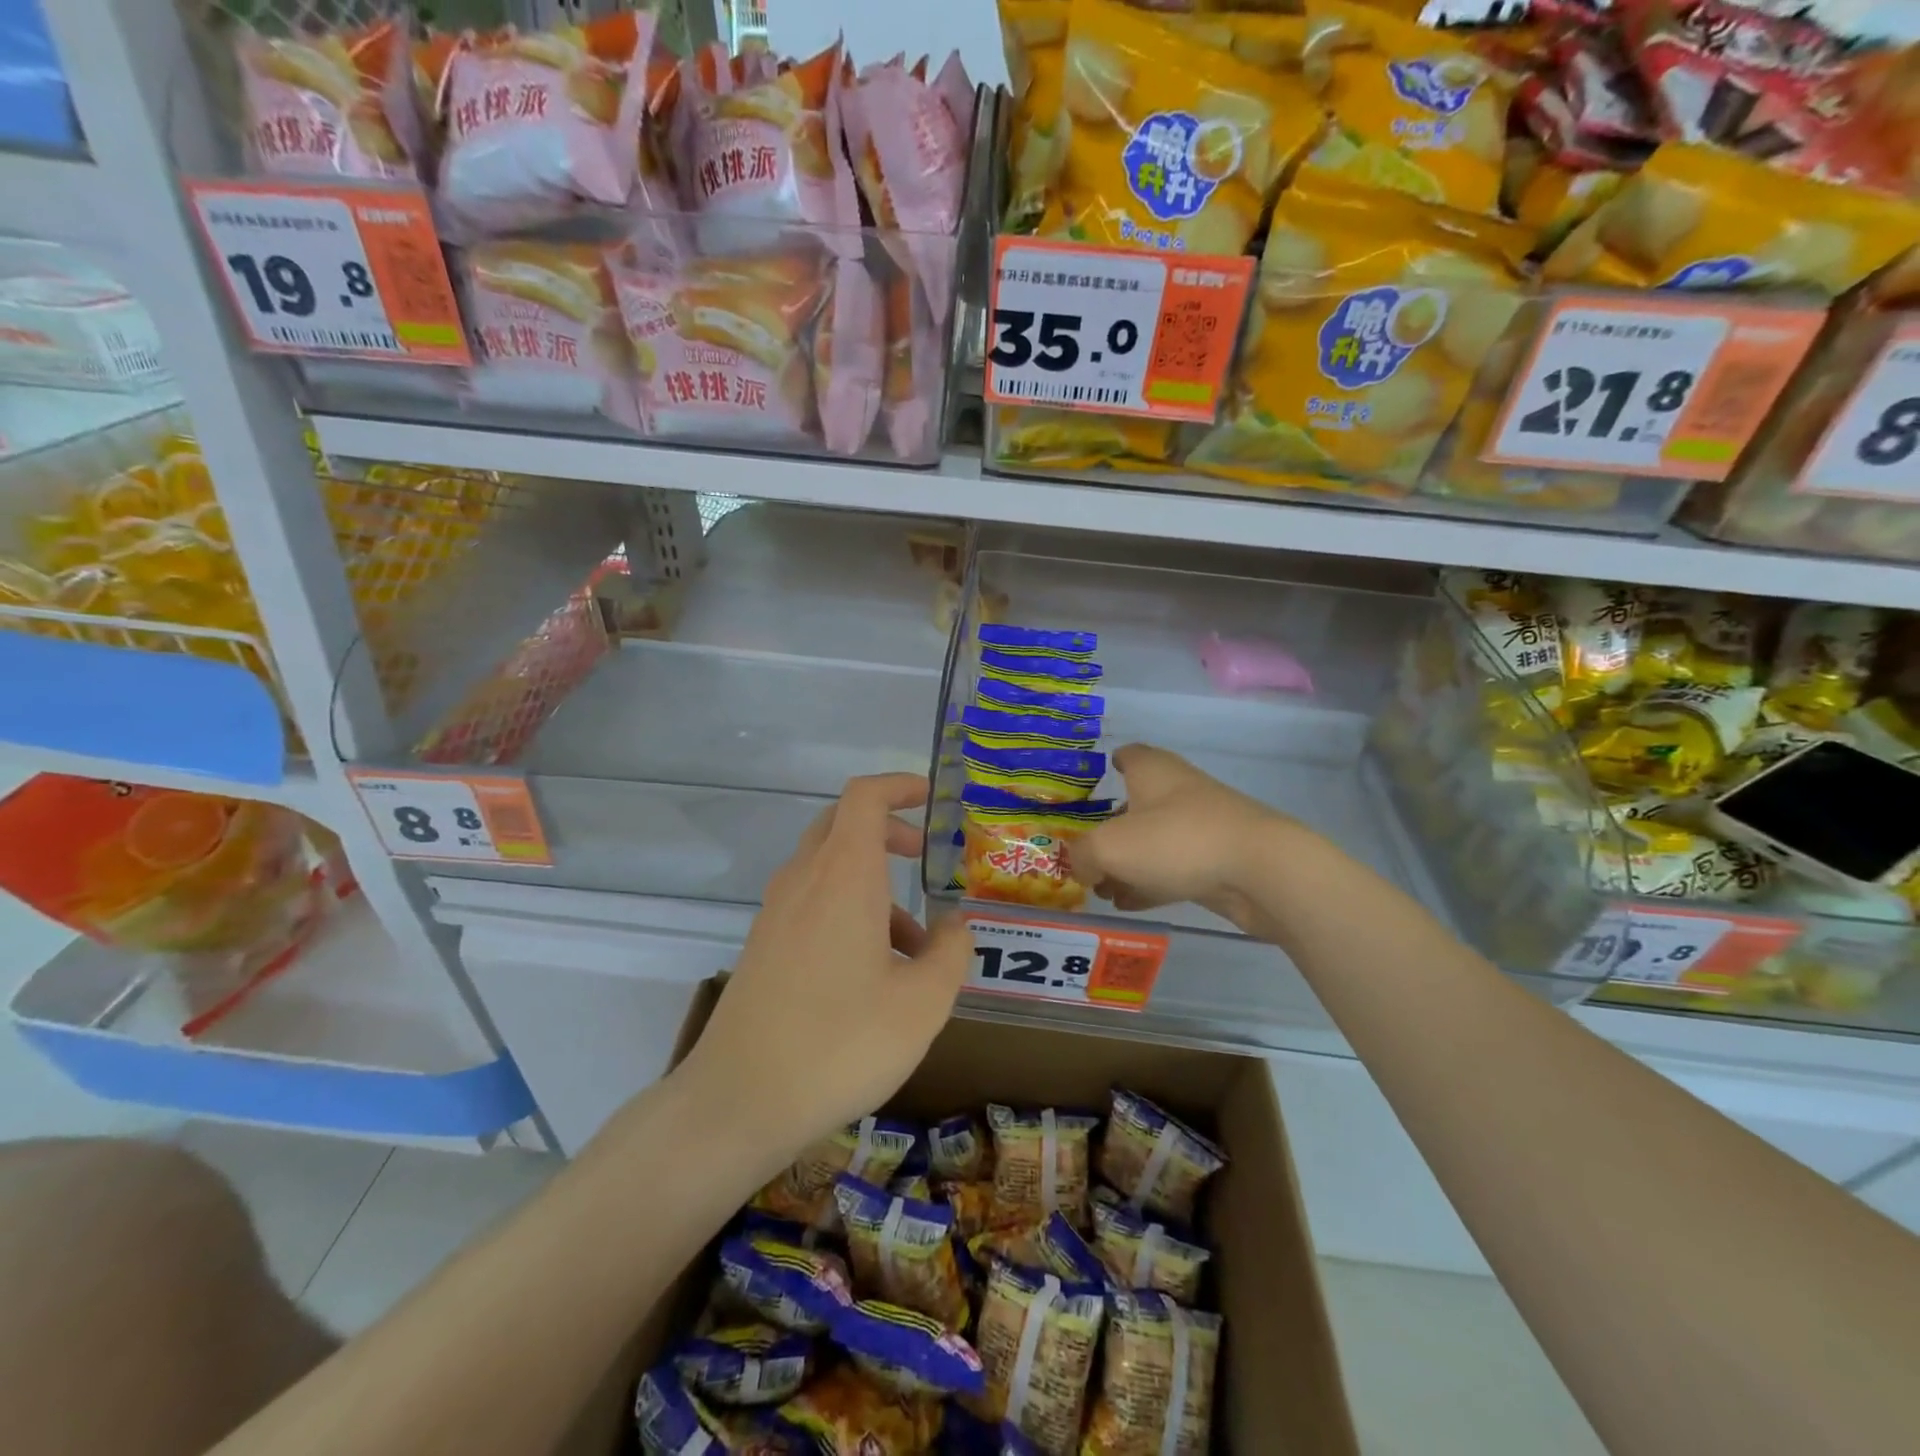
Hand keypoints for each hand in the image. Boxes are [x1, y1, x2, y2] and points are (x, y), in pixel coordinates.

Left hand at [677, 773, 971, 1169]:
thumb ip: (951, 952)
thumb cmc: (841, 1043)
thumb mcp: (922, 1003)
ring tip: (916, 945)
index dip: (899, 786)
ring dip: (873, 884)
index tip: (932, 798)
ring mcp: (776, 913)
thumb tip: (955, 924)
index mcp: (843, 875)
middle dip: (888, 831)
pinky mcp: (763, 945)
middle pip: (843, 824)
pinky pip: (812, 903)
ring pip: (829, 868)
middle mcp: (804, 880)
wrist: (738, 1101)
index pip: (865, 797)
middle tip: (924, 856)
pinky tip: (874, 973)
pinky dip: (848, 911)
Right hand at [1068, 744, 1291, 930]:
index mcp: (1152, 771)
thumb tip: (1081, 865)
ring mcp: (1202, 826)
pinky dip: (1151, 883)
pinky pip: (1174, 869)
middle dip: (1112, 828)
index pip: (1130, 755)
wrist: (1260, 870)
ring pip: (1155, 840)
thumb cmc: (1176, 841)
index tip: (1100, 780)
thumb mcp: (1109, 847)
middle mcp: (1178, 790)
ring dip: (1129, 862)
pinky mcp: (1218, 860)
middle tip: (1088, 854)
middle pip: (1138, 803)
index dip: (1114, 763)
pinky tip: (1130, 904)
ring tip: (1103, 889)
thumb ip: (1082, 855)